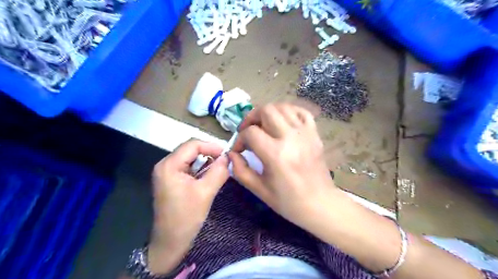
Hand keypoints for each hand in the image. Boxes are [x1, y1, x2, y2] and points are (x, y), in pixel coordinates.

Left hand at [146, 139, 226, 274]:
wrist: (170, 241)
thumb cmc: (186, 217)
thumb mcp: (205, 193)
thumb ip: (218, 172)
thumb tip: (228, 158)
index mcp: (169, 165)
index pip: (192, 145)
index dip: (211, 146)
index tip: (227, 155)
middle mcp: (165, 165)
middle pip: (190, 149)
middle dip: (209, 153)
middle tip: (225, 162)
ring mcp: (167, 172)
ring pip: (190, 158)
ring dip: (206, 162)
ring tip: (220, 169)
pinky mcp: (171, 180)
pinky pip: (188, 167)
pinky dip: (201, 169)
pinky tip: (209, 177)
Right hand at [229, 102, 337, 230]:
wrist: (320, 204)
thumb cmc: (288, 201)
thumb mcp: (259, 189)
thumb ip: (240, 170)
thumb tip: (232, 154)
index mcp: (275, 154)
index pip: (250, 132)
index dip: (239, 138)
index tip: (239, 149)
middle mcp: (290, 138)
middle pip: (266, 110)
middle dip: (251, 117)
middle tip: (248, 130)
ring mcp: (305, 133)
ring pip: (283, 107)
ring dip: (269, 113)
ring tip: (264, 126)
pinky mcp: (315, 134)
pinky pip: (301, 112)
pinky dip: (289, 112)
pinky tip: (283, 122)